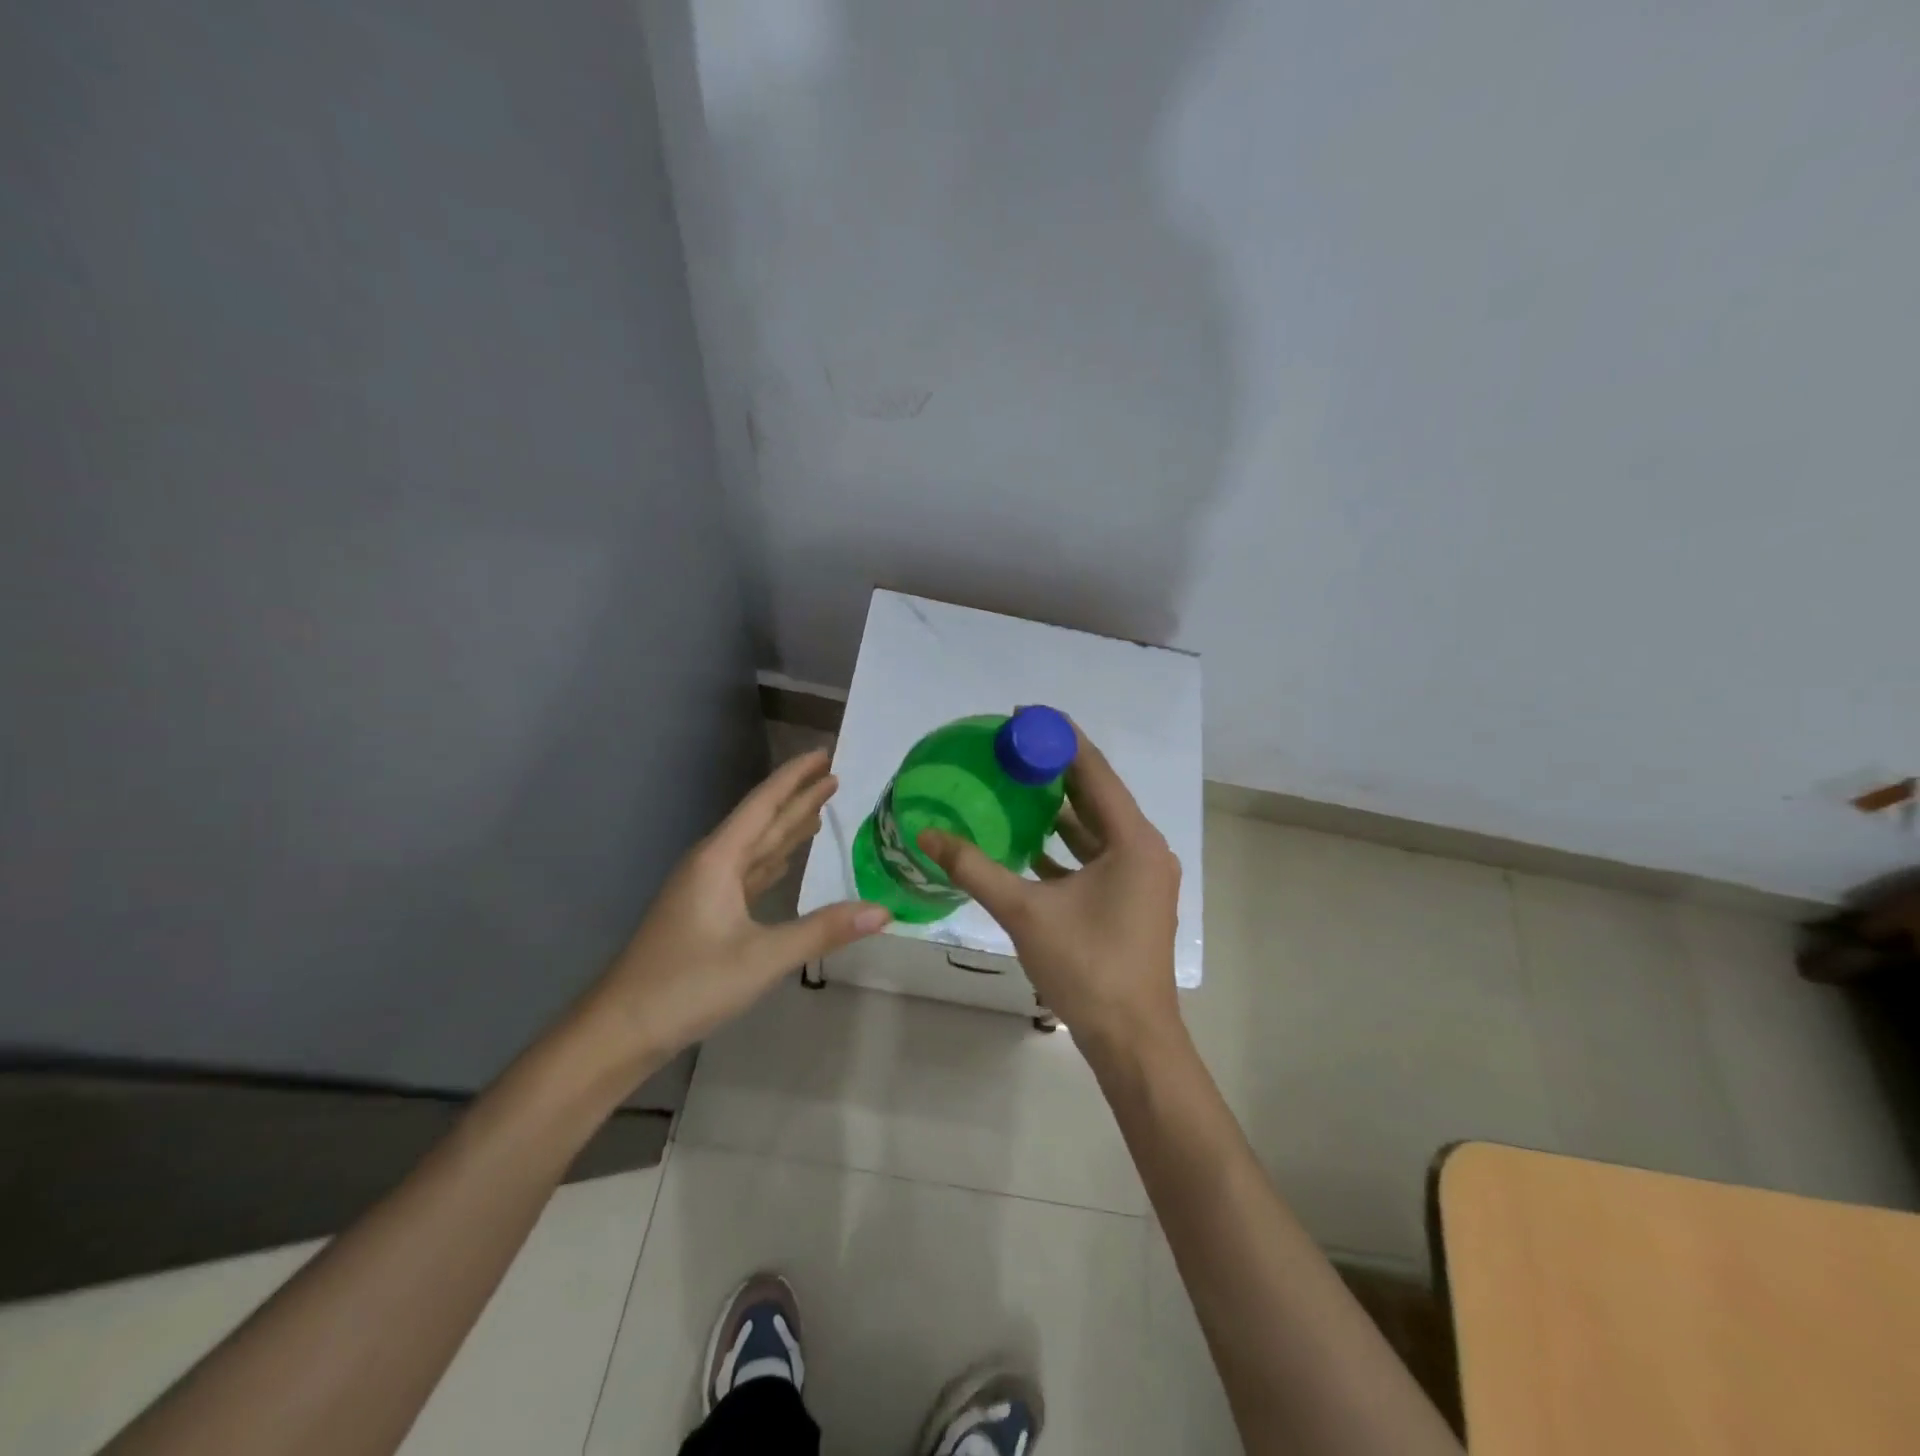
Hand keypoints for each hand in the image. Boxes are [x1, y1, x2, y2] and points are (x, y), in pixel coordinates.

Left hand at [580, 750, 889, 1073]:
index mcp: (719, 860)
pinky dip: (772, 860)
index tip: (824, 752)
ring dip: (786, 827)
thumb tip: (883, 911)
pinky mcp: (706, 914)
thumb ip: (823, 930)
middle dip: (797, 797)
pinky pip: (747, 873)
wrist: (621, 1029)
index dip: (795, 777)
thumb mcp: (762, 958)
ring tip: (818, 809)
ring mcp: (706, 890)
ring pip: (755, 847)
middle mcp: (712, 865)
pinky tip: (784, 860)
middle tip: (834, 775)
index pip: (764, 805)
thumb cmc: (688, 985)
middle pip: (762, 821)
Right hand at [917, 727, 1181, 1053]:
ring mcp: (1141, 876)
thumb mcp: (1025, 912)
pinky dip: (1066, 845)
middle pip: (1097, 795)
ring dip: (1061, 808)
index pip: (1094, 770)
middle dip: (1055, 769)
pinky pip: (1098, 856)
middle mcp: (1145, 849)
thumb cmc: (1087, 967)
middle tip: (1011, 748)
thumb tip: (926, 835)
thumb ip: (975, 868)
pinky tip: (1029, 843)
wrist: (1131, 1040)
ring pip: (1097, 828)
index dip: (1059, 738)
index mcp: (1133, 840)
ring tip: (1016, 785)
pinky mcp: (1132, 899)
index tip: (1022, 716)